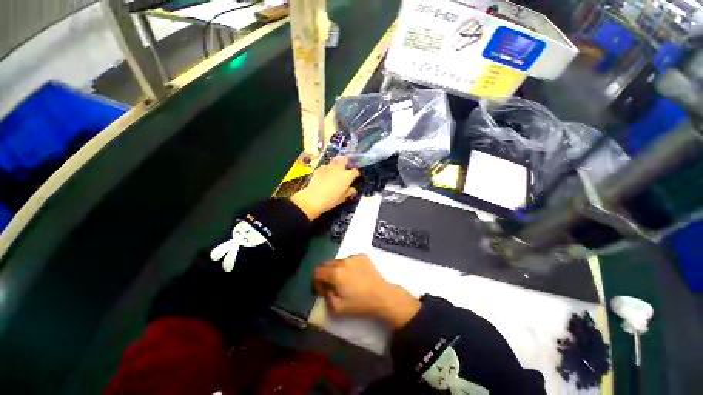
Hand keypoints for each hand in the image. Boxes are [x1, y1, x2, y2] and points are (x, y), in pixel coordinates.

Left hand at [290, 157, 359, 219]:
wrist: (313, 198)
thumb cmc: (331, 200)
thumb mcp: (343, 198)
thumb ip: (349, 192)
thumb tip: (353, 190)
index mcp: (347, 176)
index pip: (355, 171)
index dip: (356, 173)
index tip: (356, 176)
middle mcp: (339, 169)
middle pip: (345, 160)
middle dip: (346, 162)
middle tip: (346, 167)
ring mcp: (329, 167)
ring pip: (335, 160)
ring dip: (337, 163)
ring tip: (336, 168)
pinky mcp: (320, 168)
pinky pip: (326, 166)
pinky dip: (327, 168)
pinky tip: (326, 173)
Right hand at [313, 254, 420, 327]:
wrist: (382, 296)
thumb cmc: (359, 304)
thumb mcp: (337, 309)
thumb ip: (325, 297)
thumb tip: (325, 288)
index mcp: (335, 273)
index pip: (317, 271)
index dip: (316, 281)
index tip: (323, 290)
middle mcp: (343, 261)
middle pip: (326, 264)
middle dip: (325, 274)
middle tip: (332, 285)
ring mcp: (353, 257)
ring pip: (338, 261)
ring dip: (336, 269)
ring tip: (345, 280)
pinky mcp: (362, 256)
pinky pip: (349, 259)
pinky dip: (348, 266)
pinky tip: (355, 275)